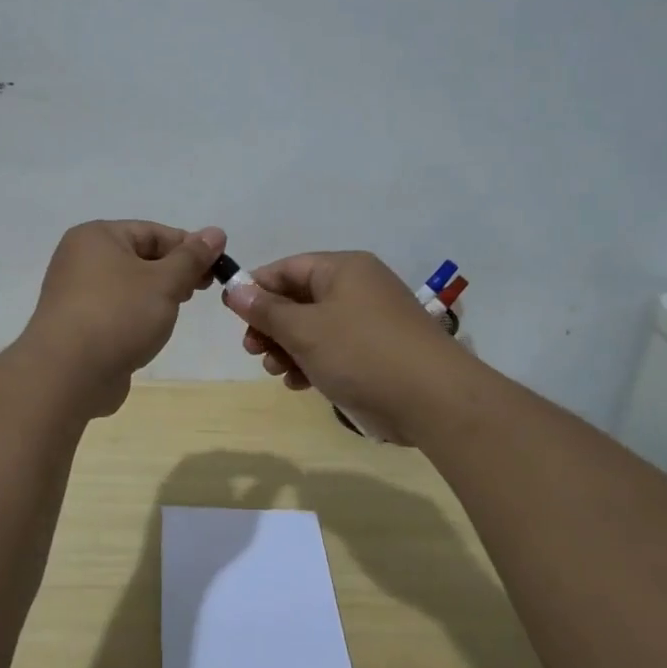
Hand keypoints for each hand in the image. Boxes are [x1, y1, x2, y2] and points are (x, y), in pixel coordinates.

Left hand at [22, 220, 226, 416]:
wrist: (68, 374)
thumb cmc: (119, 315)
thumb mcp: (165, 282)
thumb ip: (192, 258)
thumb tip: (216, 232)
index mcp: (97, 236)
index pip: (153, 231)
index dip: (188, 247)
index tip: (217, 268)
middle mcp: (80, 258)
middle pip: (139, 256)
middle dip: (173, 272)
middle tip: (201, 290)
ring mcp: (74, 293)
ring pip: (127, 285)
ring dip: (155, 296)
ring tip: (175, 312)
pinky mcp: (76, 324)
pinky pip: (114, 310)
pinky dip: (135, 316)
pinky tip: (150, 332)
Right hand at [224, 252, 469, 444]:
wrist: (433, 399)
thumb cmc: (361, 353)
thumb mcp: (304, 330)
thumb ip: (266, 310)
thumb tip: (234, 289)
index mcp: (343, 269)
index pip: (287, 268)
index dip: (257, 288)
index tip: (233, 315)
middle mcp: (358, 288)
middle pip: (299, 299)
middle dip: (271, 325)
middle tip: (253, 350)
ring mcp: (370, 321)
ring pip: (315, 328)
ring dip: (289, 348)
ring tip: (276, 371)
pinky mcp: (377, 352)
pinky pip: (334, 349)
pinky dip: (313, 362)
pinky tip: (299, 383)